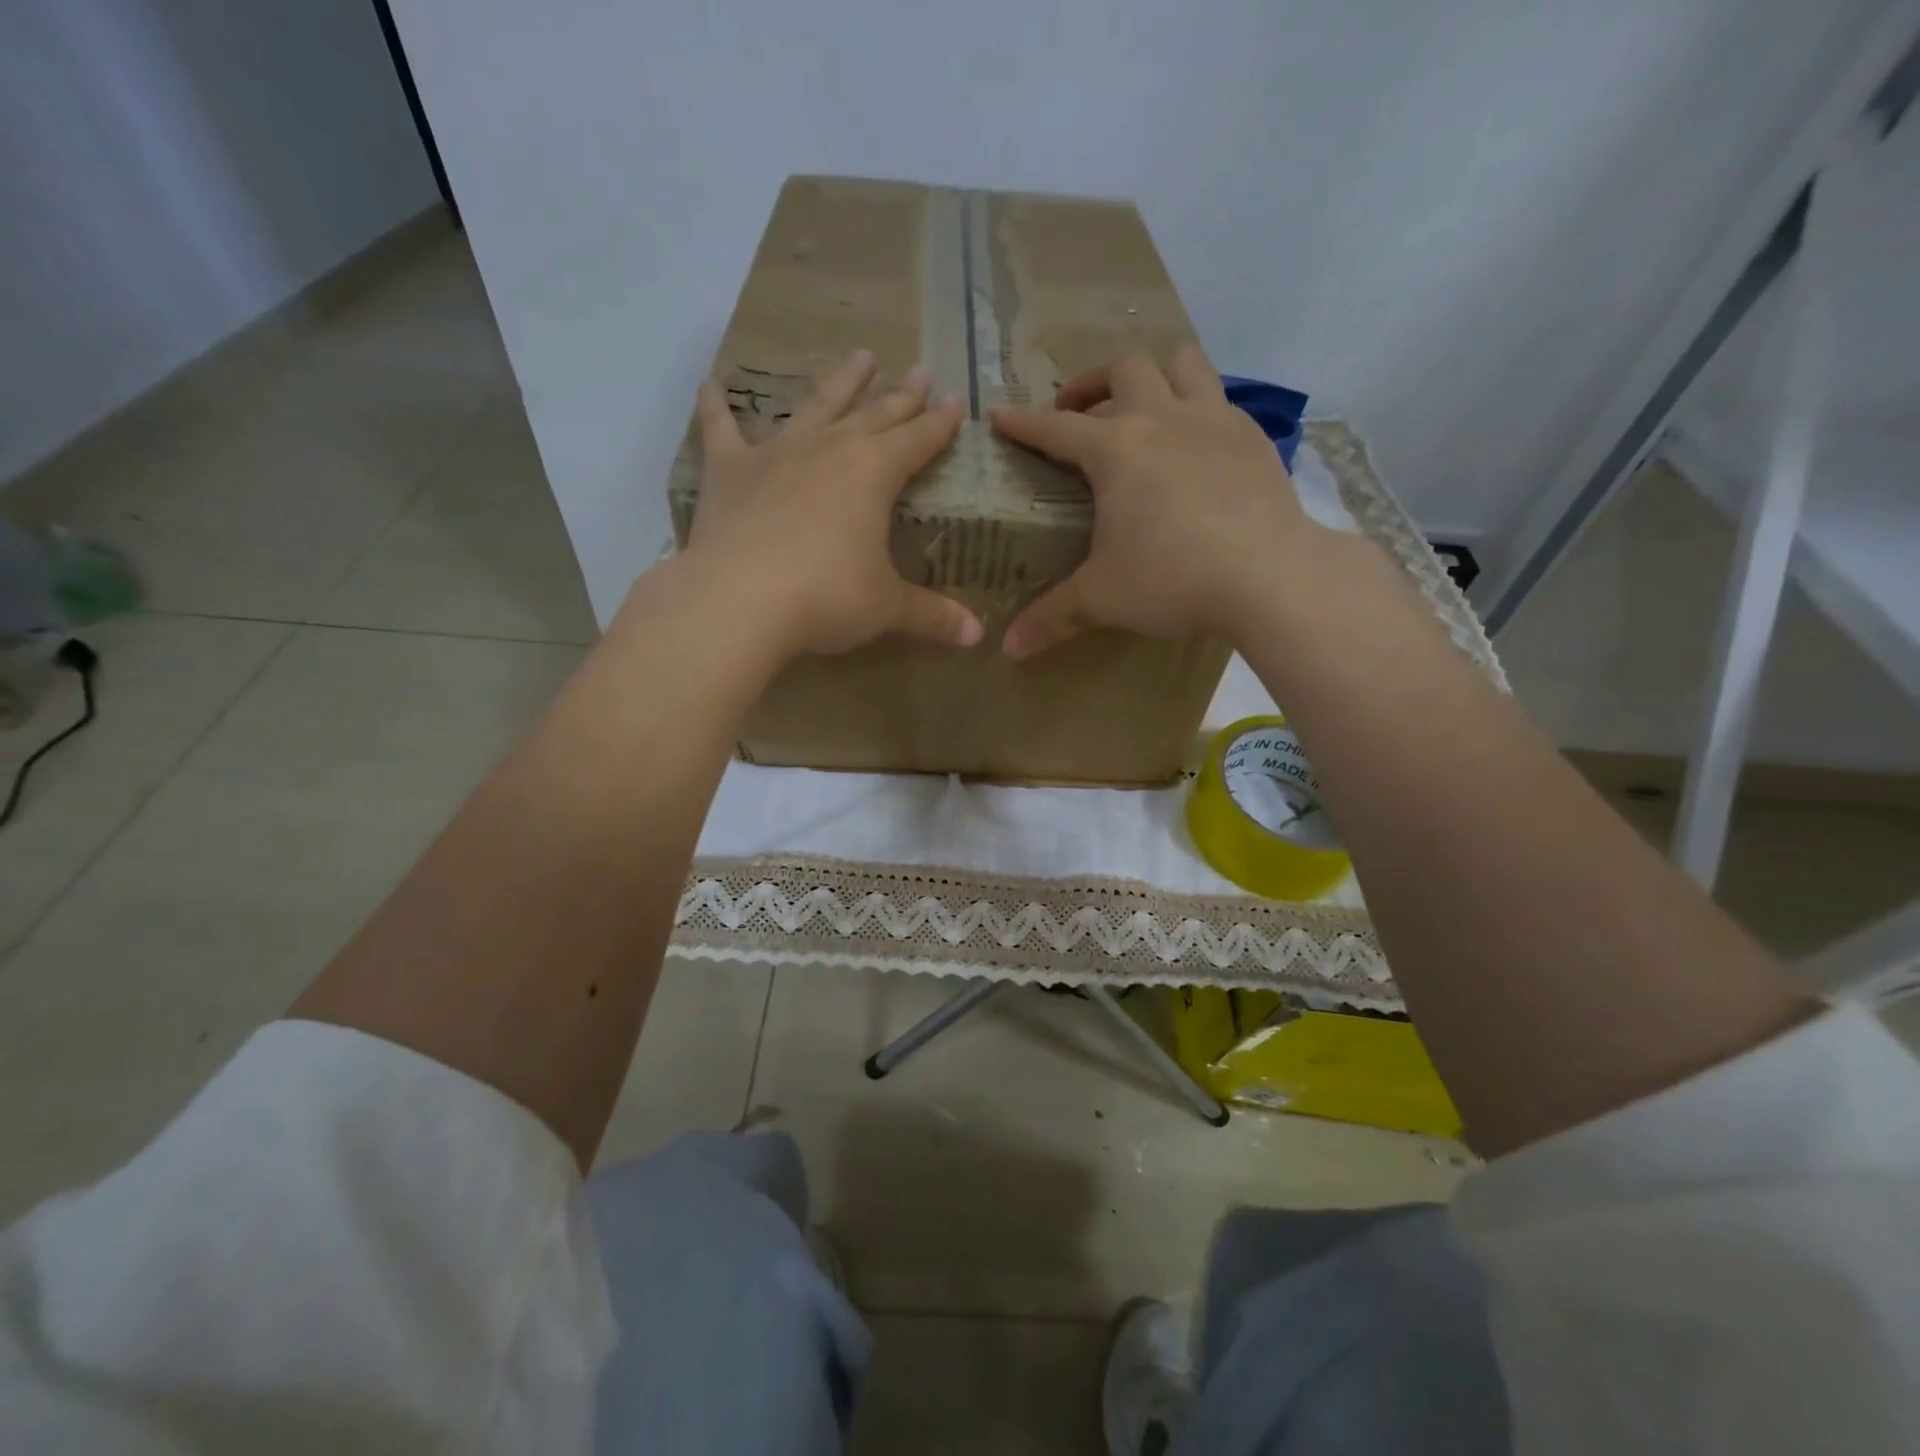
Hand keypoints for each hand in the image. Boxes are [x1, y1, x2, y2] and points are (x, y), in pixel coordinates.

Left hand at [685, 350, 982, 658]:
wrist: (740, 600)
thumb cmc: (827, 598)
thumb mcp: (887, 608)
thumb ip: (932, 615)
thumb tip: (975, 636)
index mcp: (875, 472)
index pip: (919, 439)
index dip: (941, 423)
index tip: (957, 401)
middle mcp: (830, 448)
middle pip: (875, 414)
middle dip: (901, 395)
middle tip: (918, 372)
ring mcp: (776, 453)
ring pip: (816, 406)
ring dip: (840, 382)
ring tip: (860, 356)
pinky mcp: (729, 470)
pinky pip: (720, 427)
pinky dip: (714, 404)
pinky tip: (711, 381)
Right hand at [989, 340, 1314, 657]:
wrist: (1271, 576)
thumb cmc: (1174, 579)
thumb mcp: (1102, 599)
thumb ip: (1051, 618)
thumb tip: (1008, 648)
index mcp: (1116, 449)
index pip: (1055, 428)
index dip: (1022, 423)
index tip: (1000, 416)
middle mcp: (1162, 418)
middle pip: (1122, 366)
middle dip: (1089, 382)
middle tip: (1076, 415)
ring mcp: (1214, 420)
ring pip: (1181, 361)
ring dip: (1153, 374)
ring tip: (1141, 407)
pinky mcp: (1252, 437)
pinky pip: (1219, 399)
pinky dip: (1197, 410)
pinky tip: (1195, 449)